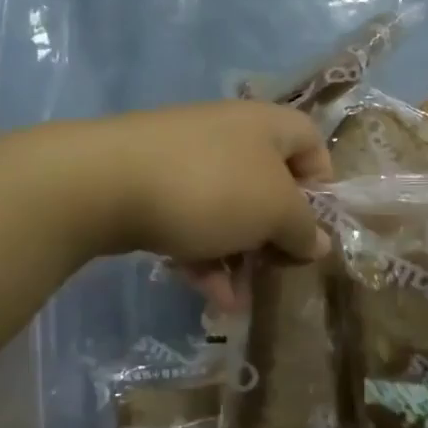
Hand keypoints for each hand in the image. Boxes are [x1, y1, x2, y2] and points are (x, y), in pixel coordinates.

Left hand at [68, 101, 332, 287]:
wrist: (105, 182)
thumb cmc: (211, 188)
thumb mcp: (274, 211)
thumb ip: (304, 228)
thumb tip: (319, 242)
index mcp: (267, 126)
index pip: (312, 144)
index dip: (323, 186)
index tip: (315, 228)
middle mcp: (230, 135)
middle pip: (270, 186)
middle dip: (275, 236)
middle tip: (276, 271)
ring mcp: (188, 159)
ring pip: (229, 211)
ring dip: (239, 258)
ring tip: (237, 301)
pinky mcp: (153, 185)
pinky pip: (192, 220)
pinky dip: (204, 255)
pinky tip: (209, 296)